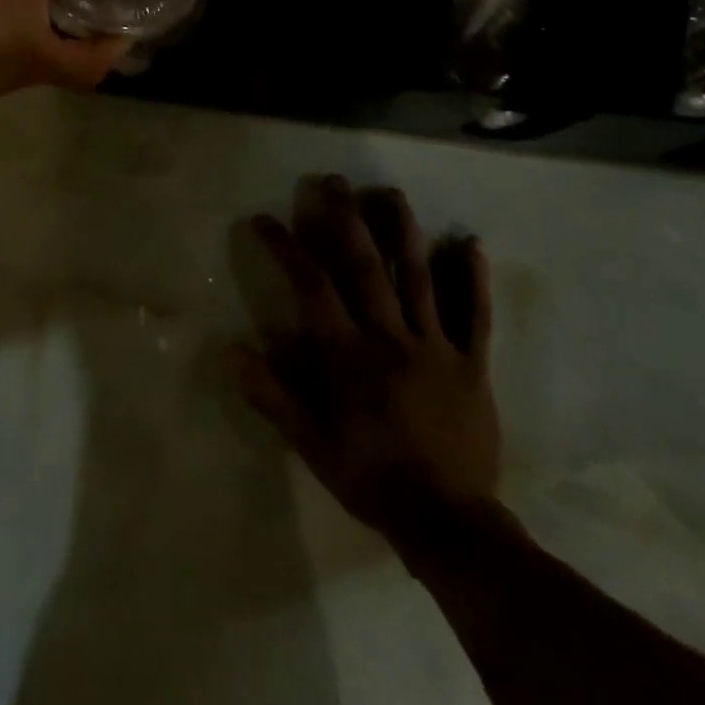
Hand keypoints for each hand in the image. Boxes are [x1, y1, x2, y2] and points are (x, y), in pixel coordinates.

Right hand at [232, 175, 504, 549]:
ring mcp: (436, 346)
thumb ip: (271, 394)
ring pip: (420, 277)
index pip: (311, 286)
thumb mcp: (310, 443)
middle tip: (333, 180)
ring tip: (390, 192)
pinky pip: (475, 315)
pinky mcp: (472, 363)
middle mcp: (390, 337)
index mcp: (349, 354)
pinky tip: (470, 242)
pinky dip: (473, 278)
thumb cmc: (370, 478)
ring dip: (404, 231)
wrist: (449, 523)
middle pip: (366, 266)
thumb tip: (228, 350)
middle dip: (345, 218)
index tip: (264, 219)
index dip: (286, 247)